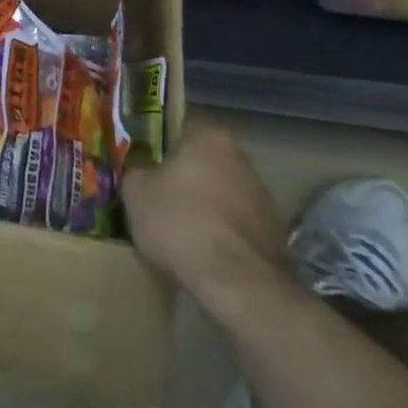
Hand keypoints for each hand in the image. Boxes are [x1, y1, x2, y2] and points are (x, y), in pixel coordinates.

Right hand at [123, 120, 302, 314]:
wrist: (238, 280)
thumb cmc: (180, 224)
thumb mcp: (135, 192)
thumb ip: (135, 170)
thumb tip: (141, 170)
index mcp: (208, 137)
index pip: (178, 127)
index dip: (157, 146)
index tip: (143, 166)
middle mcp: (239, 154)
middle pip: (200, 159)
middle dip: (181, 176)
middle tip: (157, 198)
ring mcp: (260, 190)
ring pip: (219, 189)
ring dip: (202, 203)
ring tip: (179, 231)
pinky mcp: (272, 225)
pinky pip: (234, 219)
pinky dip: (220, 229)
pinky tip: (203, 251)